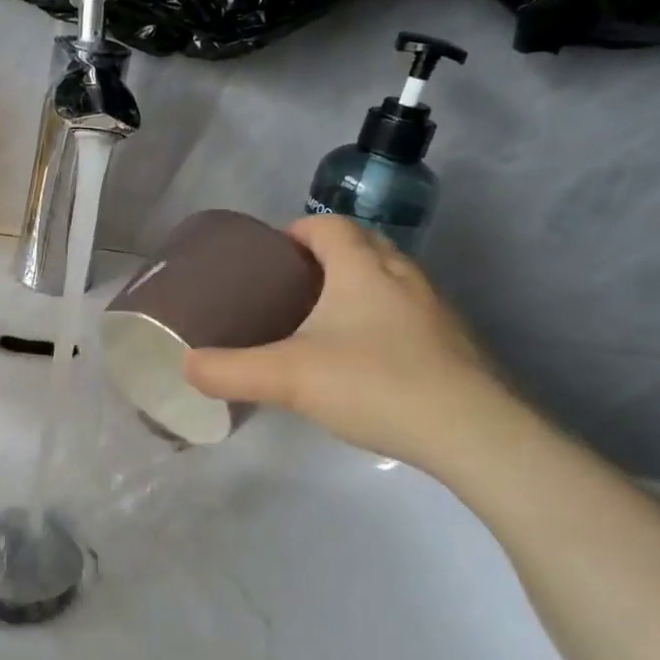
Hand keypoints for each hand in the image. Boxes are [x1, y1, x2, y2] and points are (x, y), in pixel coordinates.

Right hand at [182, 216, 510, 471]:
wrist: (473, 433)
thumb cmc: (374, 384)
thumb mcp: (287, 378)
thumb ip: (229, 370)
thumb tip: (186, 366)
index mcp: (362, 268)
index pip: (329, 226)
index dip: (297, 232)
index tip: (271, 256)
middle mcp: (403, 277)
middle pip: (363, 245)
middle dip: (326, 257)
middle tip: (292, 288)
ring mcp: (436, 310)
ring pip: (389, 280)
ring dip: (357, 287)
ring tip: (324, 323)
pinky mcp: (456, 345)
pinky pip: (410, 314)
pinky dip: (383, 321)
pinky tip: (366, 361)